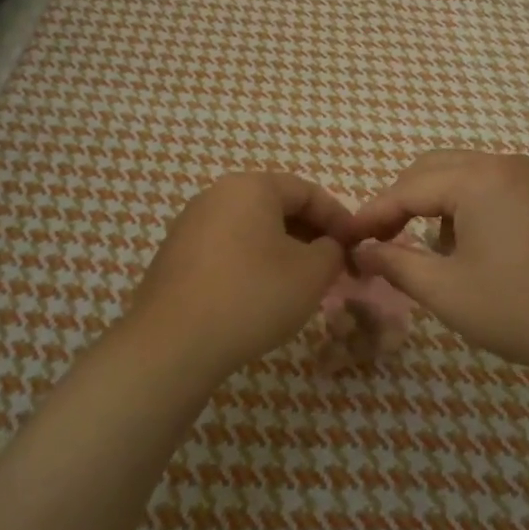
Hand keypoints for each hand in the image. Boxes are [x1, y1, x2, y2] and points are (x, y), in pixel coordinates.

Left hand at [125, 172, 352, 375]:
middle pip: (276, 206)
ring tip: (300, 283)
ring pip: (250, 228)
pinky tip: (260, 295)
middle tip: (331, 265)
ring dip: (281, 249)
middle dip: (309, 233)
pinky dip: (251, 262)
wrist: (173, 343)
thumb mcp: (312, 273)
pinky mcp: (175, 255)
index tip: (356, 246)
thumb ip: (332, 251)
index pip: (307, 191)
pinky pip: (226, 248)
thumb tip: (328, 247)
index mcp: (251, 186)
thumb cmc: (253, 296)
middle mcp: (216, 195)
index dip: (338, 217)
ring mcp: (190, 224)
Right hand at [344, 152, 528, 383]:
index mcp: (480, 179)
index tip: (348, 238)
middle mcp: (509, 165)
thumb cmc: (522, 310)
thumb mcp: (448, 292)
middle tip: (382, 238)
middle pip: (437, 169)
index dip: (374, 213)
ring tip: (432, 249)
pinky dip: (473, 207)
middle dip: (403, 200)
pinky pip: (500, 188)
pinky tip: (477, 247)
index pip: (409, 187)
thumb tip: (364, 251)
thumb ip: (397, 265)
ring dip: (439, 203)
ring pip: (469, 176)